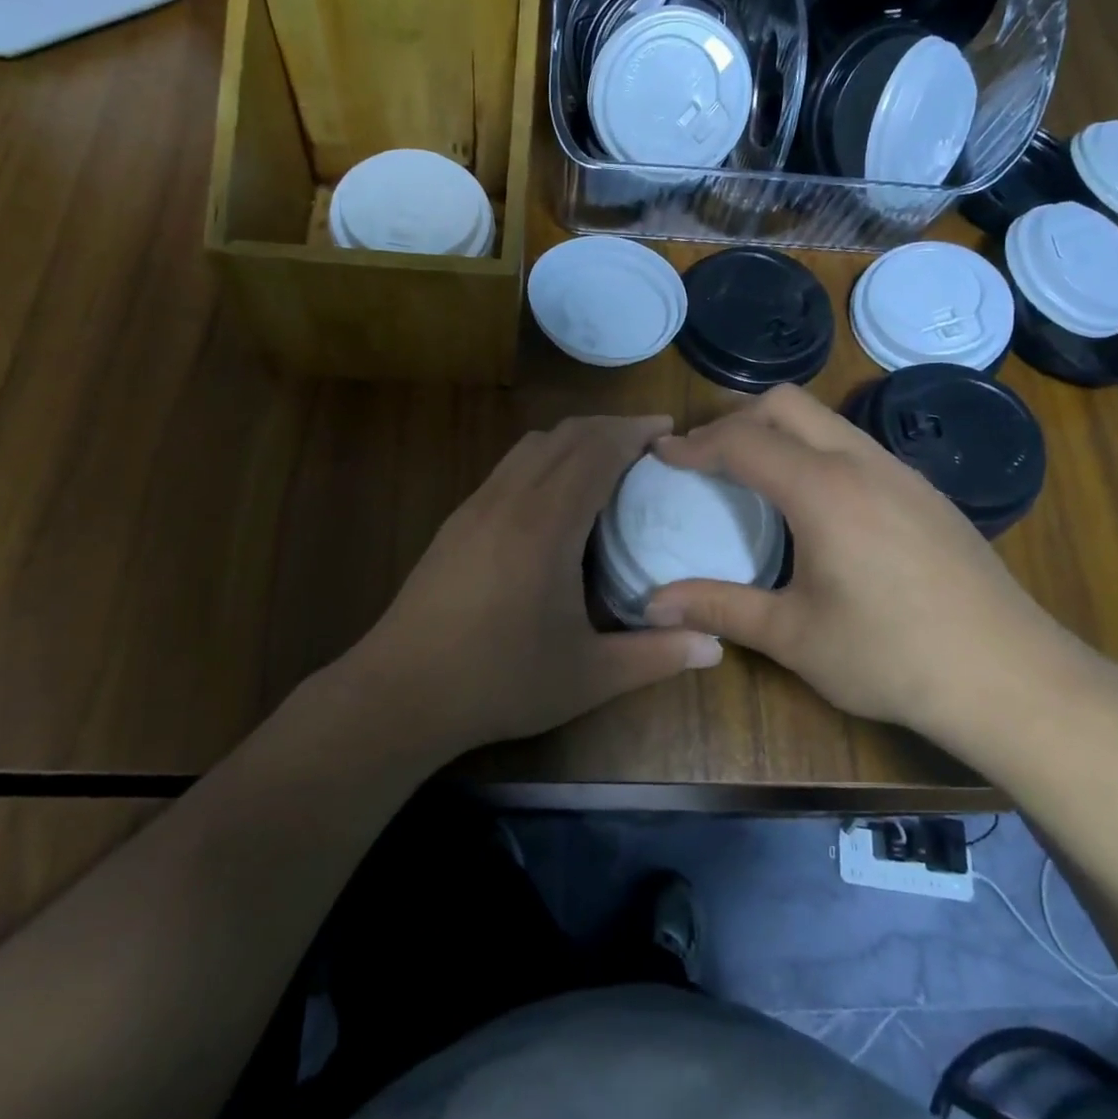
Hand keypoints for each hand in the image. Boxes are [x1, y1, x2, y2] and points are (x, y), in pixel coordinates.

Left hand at [347, 415, 722, 753]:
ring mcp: (475, 506)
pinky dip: (543, 460)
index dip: (634, 431)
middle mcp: (509, 499)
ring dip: (573, 440)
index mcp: (546, 524)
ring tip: (607, 463)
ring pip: (530, 446)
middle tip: (649, 444)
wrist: (401, 691)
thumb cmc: (499, 681)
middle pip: (564, 435)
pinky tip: (555, 498)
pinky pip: (508, 467)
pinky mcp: (456, 522)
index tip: (668, 430)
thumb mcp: (588, 676)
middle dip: (610, 427)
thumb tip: (716, 646)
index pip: (596, 451)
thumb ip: (656, 657)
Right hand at [646, 386, 1087, 746]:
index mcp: (823, 490)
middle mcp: (861, 462)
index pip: (742, 440)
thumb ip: (719, 608)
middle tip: (704, 457)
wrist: (1013, 678)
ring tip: (750, 474)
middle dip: (734, 418)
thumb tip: (652, 603)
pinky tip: (813, 503)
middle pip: (785, 403)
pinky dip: (813, 449)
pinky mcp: (925, 492)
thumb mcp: (793, 636)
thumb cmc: (892, 657)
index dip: (694, 443)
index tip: (661, 456)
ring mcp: (900, 472)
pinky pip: (854, 444)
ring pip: (825, 419)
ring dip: (778, 431)